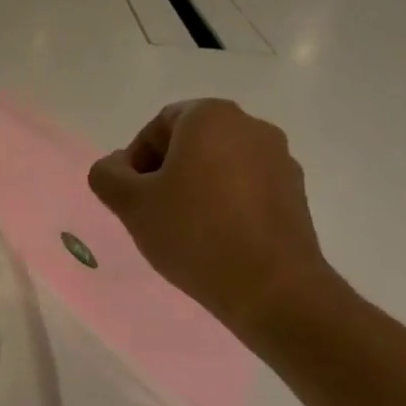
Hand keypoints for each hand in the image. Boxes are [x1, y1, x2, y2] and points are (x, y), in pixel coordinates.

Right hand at [88, 100, 333, 337]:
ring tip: (184, 230)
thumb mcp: (131, 204)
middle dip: (166, 173)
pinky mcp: (297, 194)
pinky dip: (227, 204)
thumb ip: (107, 175)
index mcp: (211, 116)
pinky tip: (217, 240)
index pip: (158, 126)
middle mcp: (251, 126)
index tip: (132, 196)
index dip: (136, 161)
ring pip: (220, 165)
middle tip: (152, 212)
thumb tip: (115, 167)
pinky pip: (248, 188)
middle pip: (191, 143)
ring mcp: (280, 160)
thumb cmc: (195, 234)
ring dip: (197, 188)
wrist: (274, 290)